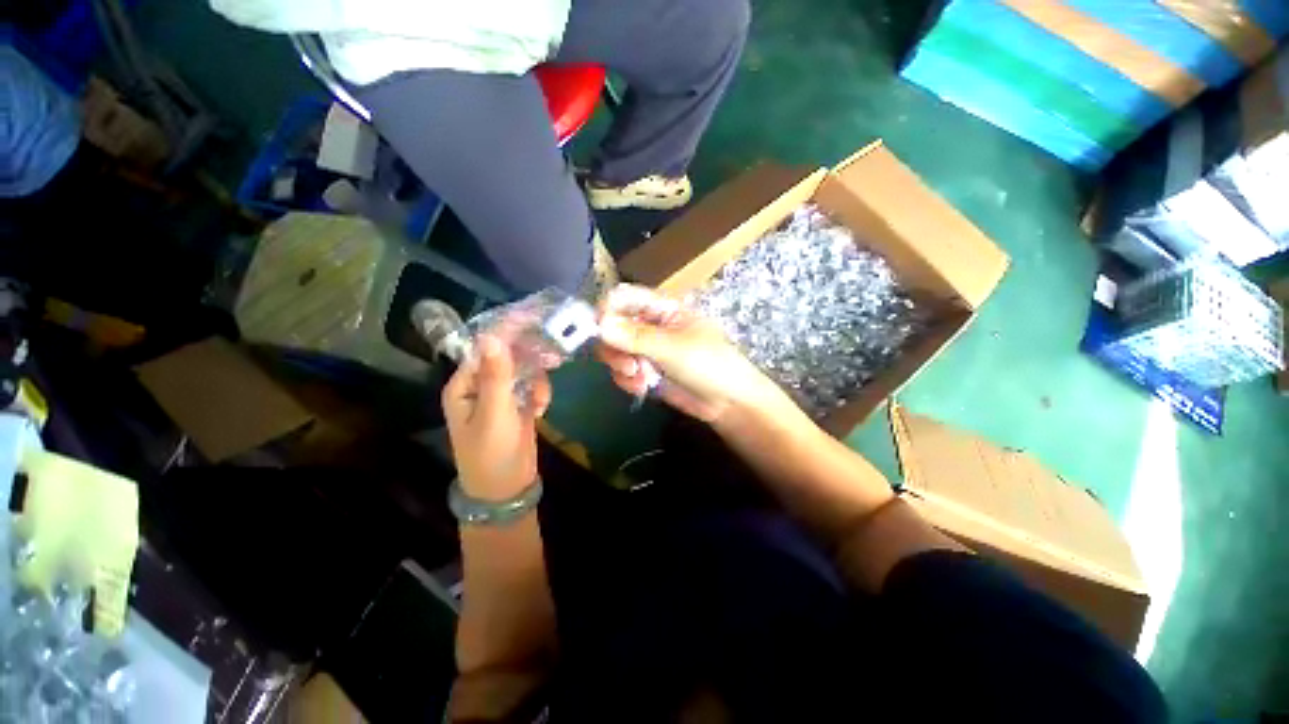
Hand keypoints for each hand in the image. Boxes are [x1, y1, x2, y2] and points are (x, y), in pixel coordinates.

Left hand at [442, 335, 549, 500]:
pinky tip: (541, 410)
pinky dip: (540, 393)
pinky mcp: (518, 404)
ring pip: (523, 370)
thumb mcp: (494, 414)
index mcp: (464, 385)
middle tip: (552, 354)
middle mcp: (480, 386)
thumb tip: (493, 336)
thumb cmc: (492, 453)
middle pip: (506, 356)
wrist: (506, 489)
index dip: (507, 332)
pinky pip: (532, 386)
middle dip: (528, 356)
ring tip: (541, 397)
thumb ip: (496, 377)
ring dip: (536, 378)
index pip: (485, 348)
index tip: (533, 318)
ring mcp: (501, 395)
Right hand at [597, 284, 779, 422]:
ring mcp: (647, 349)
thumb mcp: (674, 348)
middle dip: (614, 347)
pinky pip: (622, 371)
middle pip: (613, 326)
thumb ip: (636, 336)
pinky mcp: (646, 371)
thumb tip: (600, 323)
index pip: (624, 297)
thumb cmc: (710, 364)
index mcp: (661, 307)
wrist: (728, 402)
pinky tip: (644, 388)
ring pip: (614, 350)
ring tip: (641, 379)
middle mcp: (650, 324)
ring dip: (622, 366)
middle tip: (627, 364)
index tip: (599, 330)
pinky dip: (628, 380)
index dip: (607, 310)